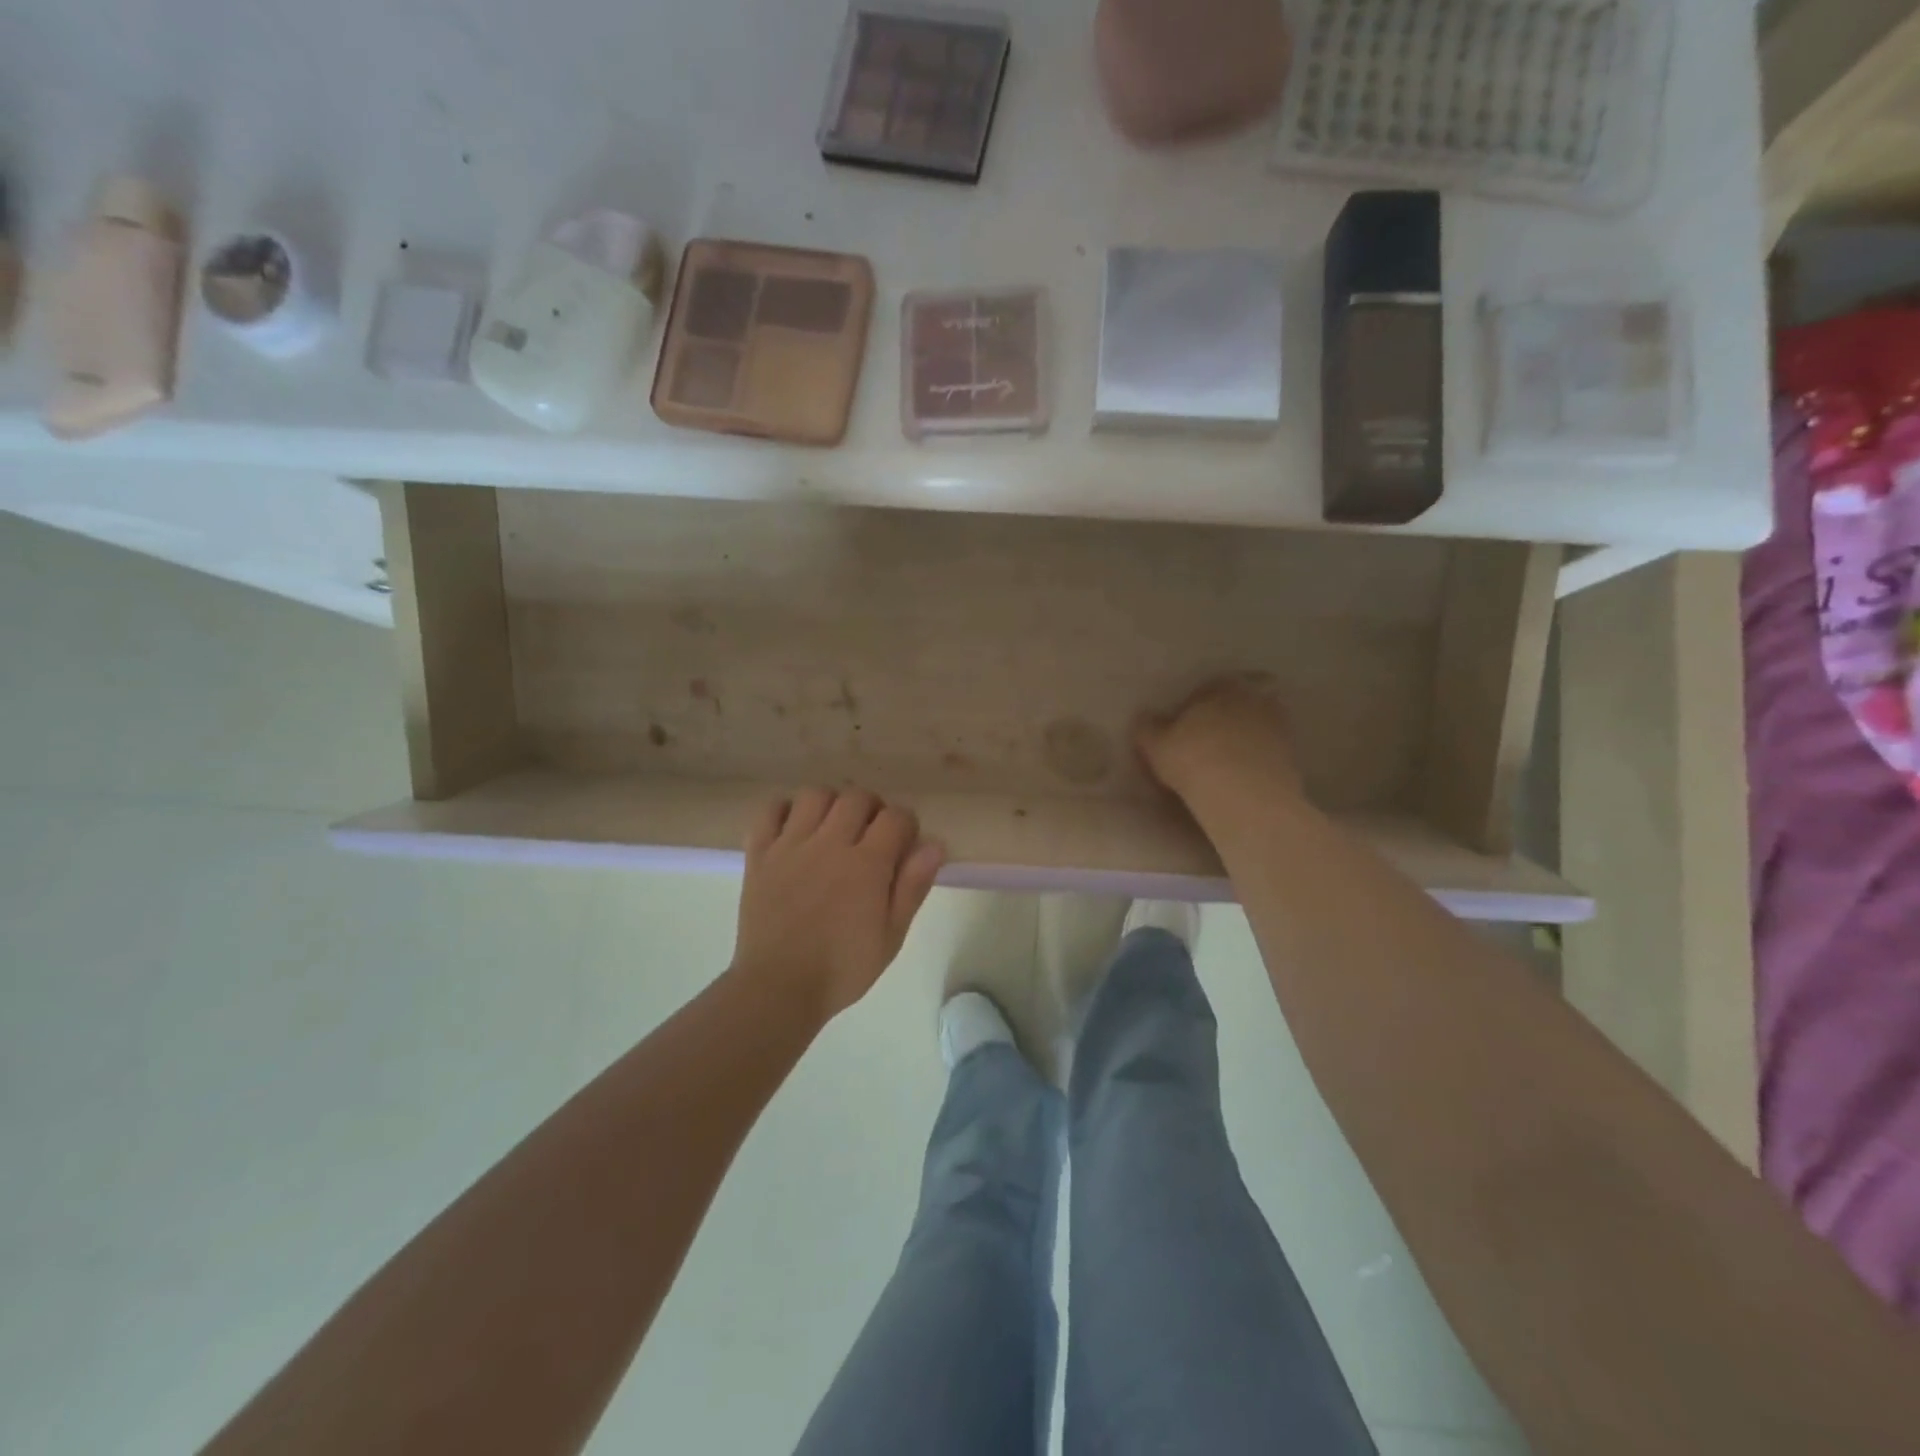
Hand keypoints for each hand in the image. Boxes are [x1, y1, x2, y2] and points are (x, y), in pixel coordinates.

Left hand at [731, 788, 945, 1019]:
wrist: (778, 988)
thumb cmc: (842, 968)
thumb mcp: (891, 936)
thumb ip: (913, 886)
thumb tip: (934, 844)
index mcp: (866, 864)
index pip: (896, 817)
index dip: (906, 825)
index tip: (904, 844)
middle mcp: (829, 843)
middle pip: (857, 797)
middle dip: (872, 809)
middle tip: (871, 836)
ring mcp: (791, 845)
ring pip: (816, 795)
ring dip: (831, 804)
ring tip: (834, 828)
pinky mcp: (760, 853)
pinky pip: (771, 810)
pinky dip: (785, 810)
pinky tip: (796, 829)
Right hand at [1135, 676, 1304, 811]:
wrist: (1244, 796)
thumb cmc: (1193, 759)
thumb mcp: (1155, 745)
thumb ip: (1147, 727)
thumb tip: (1144, 717)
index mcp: (1223, 686)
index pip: (1207, 688)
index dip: (1193, 708)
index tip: (1183, 729)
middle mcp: (1256, 698)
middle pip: (1237, 706)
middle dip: (1223, 721)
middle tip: (1205, 744)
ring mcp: (1280, 727)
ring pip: (1256, 729)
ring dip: (1243, 741)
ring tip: (1224, 764)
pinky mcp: (1293, 757)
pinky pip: (1268, 754)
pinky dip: (1256, 762)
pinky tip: (1240, 780)